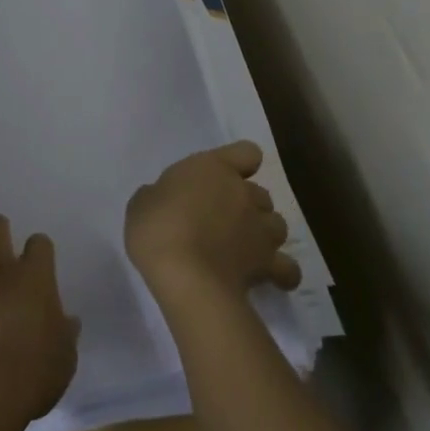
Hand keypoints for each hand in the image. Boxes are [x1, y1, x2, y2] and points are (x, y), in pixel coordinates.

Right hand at [125, 141, 300, 306]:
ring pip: (277, 224)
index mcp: (214, 168)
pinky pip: (287, 268)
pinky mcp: (268, 264)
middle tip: (222, 222)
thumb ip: (160, 195)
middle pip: (260, 193)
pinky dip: (282, 271)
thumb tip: (165, 200)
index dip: (240, 163)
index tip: (224, 177)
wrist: (185, 275)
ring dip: (264, 233)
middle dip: (247, 205)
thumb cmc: (157, 227)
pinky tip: (269, 278)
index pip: (247, 152)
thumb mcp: (142, 203)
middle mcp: (244, 193)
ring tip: (244, 249)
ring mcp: (260, 228)